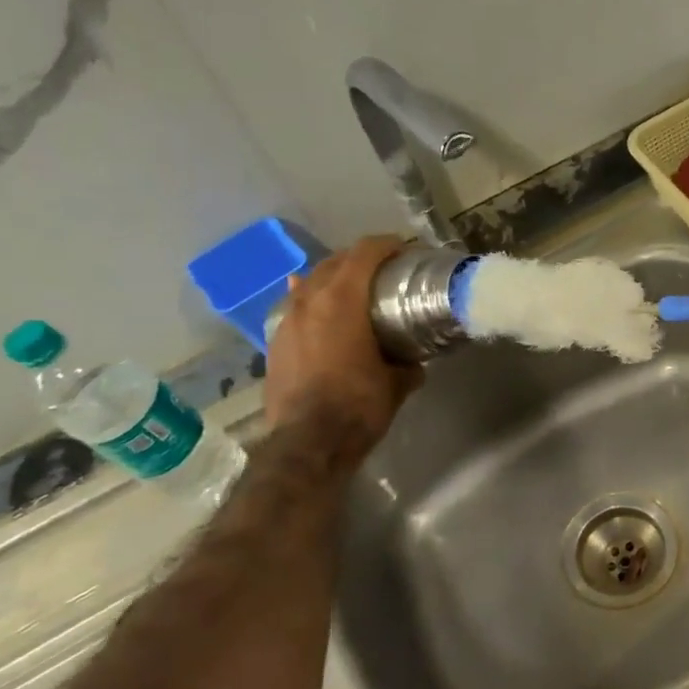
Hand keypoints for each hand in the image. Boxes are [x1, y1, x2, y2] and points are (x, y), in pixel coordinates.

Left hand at [264, 235, 421, 446]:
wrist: (307, 444)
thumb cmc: (358, 407)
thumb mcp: (396, 385)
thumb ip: (407, 365)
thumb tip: (413, 363)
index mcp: (342, 301)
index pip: (364, 254)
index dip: (387, 244)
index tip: (405, 248)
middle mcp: (309, 301)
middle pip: (334, 262)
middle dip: (360, 258)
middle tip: (384, 269)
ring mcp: (286, 321)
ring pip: (310, 284)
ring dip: (334, 280)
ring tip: (354, 291)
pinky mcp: (275, 343)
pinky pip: (296, 309)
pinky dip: (313, 305)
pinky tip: (323, 317)